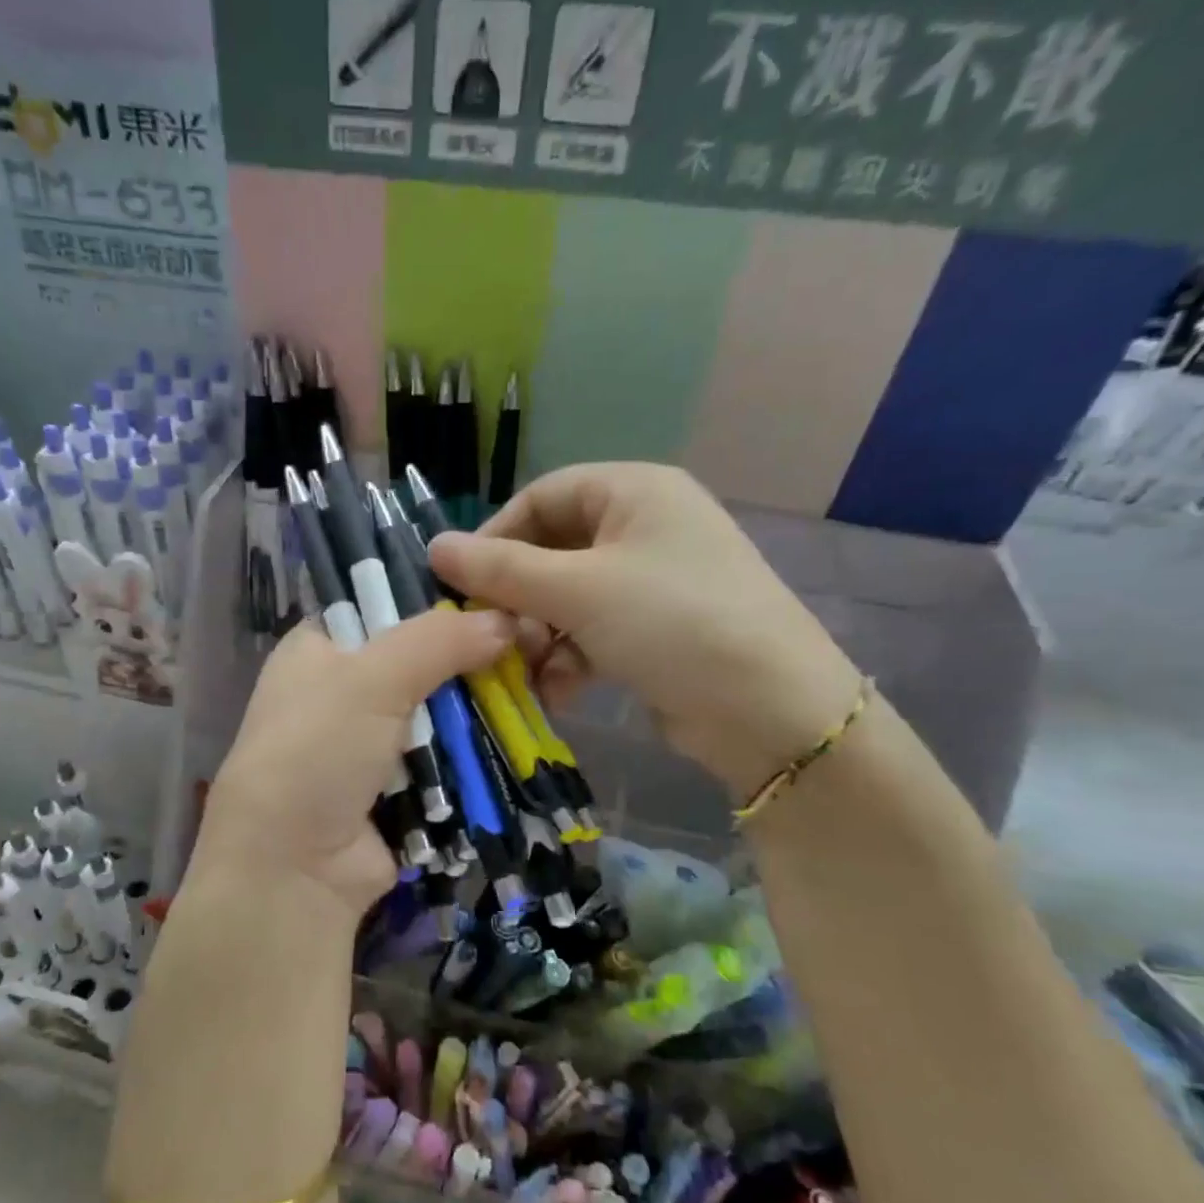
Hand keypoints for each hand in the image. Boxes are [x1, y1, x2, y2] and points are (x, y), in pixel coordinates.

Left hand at [184, 605, 514, 920]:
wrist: (295, 868)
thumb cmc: (317, 750)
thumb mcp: (371, 678)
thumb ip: (438, 640)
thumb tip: (506, 620)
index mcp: (318, 649)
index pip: (382, 606)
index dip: (434, 603)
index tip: (494, 601)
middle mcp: (342, 692)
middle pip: (420, 663)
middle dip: (468, 665)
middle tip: (528, 652)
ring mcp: (371, 745)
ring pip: (439, 715)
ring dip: (477, 715)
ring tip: (536, 694)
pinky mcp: (399, 789)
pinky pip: (446, 762)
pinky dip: (473, 757)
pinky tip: (517, 741)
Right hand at [428, 462, 858, 798]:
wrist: (770, 710)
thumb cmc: (671, 622)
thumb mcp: (578, 590)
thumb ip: (501, 570)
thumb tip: (434, 548)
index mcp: (634, 492)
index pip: (543, 496)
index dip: (496, 536)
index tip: (461, 583)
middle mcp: (643, 528)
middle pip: (552, 552)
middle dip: (518, 599)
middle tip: (492, 636)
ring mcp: (651, 583)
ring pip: (567, 599)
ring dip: (539, 636)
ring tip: (525, 672)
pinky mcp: (654, 632)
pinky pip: (591, 633)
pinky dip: (569, 660)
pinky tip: (558, 692)